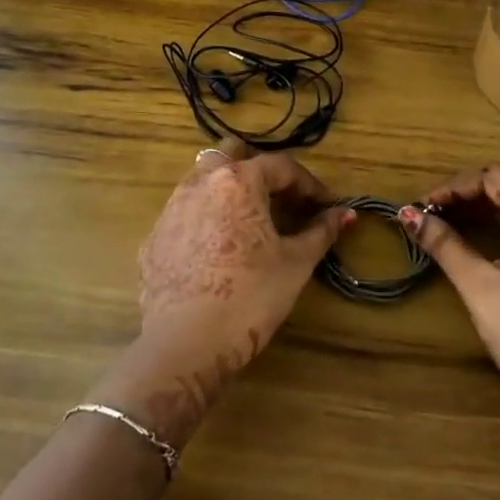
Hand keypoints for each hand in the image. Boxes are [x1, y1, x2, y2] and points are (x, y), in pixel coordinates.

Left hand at [95, 140, 351, 447]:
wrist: (186, 343)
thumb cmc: (251, 297)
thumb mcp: (295, 263)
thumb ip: (321, 232)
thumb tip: (345, 214)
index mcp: (238, 181)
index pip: (282, 166)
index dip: (310, 185)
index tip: (327, 205)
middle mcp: (199, 183)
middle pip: (232, 155)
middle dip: (261, 170)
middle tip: (283, 199)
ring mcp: (170, 209)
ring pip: (203, 181)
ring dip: (230, 190)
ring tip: (251, 221)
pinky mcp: (154, 238)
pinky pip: (185, 214)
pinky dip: (206, 219)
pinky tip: (218, 250)